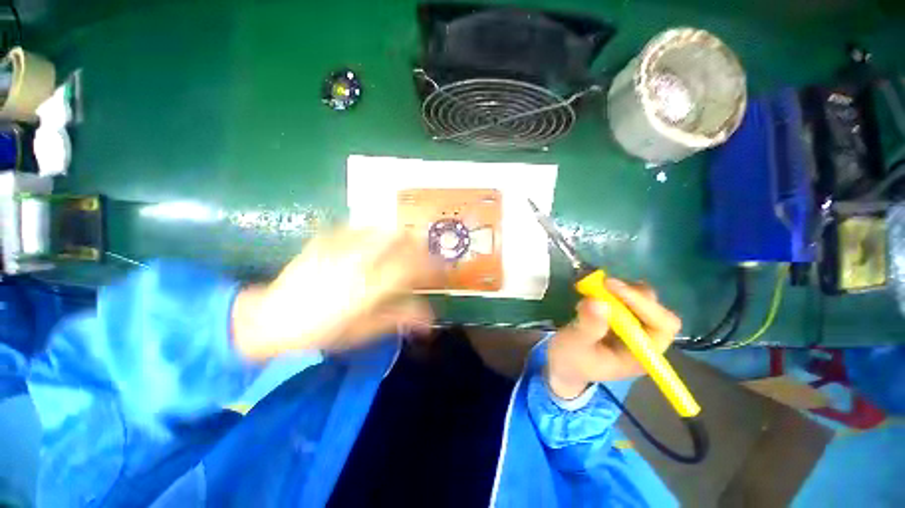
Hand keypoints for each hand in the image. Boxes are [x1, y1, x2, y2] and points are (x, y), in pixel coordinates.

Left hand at [231, 229, 435, 359]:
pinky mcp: (326, 238)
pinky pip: (360, 228)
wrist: (269, 319)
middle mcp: (359, 260)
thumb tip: (430, 318)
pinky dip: (375, 234)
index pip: (413, 266)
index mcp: (370, 286)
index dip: (433, 265)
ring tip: (403, 249)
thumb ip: (400, 318)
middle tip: (424, 257)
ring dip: (400, 237)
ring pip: (383, 229)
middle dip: (420, 245)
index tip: (442, 270)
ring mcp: (341, 245)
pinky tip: (373, 245)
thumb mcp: (364, 331)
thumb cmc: (320, 333)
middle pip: (401, 238)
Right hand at [546, 279, 681, 398]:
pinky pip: (627, 297)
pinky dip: (612, 290)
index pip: (661, 325)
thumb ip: (588, 326)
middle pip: (657, 309)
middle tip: (604, 284)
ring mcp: (634, 326)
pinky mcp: (622, 317)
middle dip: (631, 294)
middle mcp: (645, 339)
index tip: (611, 287)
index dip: (642, 303)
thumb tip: (598, 301)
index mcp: (642, 354)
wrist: (563, 362)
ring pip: (643, 299)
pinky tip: (594, 292)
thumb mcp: (575, 345)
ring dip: (622, 290)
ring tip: (596, 288)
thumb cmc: (571, 359)